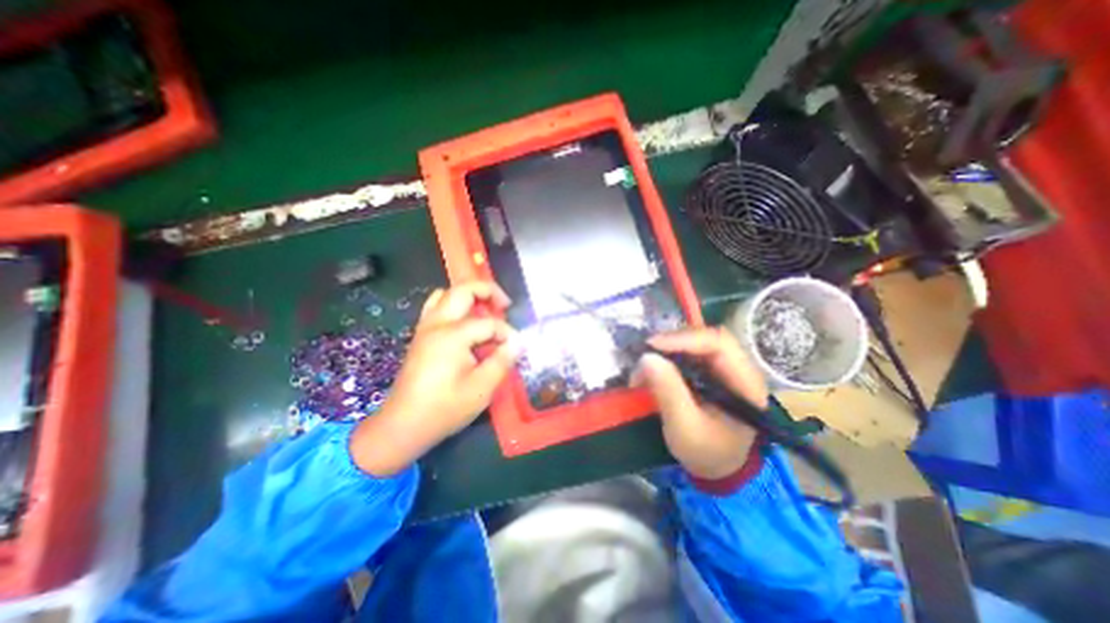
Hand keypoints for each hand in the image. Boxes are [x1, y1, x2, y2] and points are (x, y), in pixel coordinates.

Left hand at [347, 281, 523, 477]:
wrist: (403, 426)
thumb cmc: (445, 409)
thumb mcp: (482, 389)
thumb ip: (503, 361)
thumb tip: (518, 342)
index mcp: (452, 335)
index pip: (489, 323)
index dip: (507, 333)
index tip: (516, 349)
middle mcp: (437, 324)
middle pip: (463, 290)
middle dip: (488, 291)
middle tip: (505, 305)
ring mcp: (425, 328)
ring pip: (446, 294)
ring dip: (469, 296)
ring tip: (485, 310)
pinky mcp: (420, 336)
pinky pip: (436, 307)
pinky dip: (454, 305)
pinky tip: (465, 323)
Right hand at [627, 328, 768, 477]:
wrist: (718, 467)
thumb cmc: (706, 452)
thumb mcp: (685, 428)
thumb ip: (668, 392)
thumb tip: (646, 357)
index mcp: (745, 383)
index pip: (719, 343)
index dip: (684, 338)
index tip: (652, 345)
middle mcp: (739, 368)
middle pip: (706, 338)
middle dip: (673, 342)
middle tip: (645, 353)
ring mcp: (725, 368)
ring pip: (695, 343)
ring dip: (668, 350)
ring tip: (646, 366)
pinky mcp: (711, 371)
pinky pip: (689, 353)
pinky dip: (668, 358)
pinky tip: (654, 370)